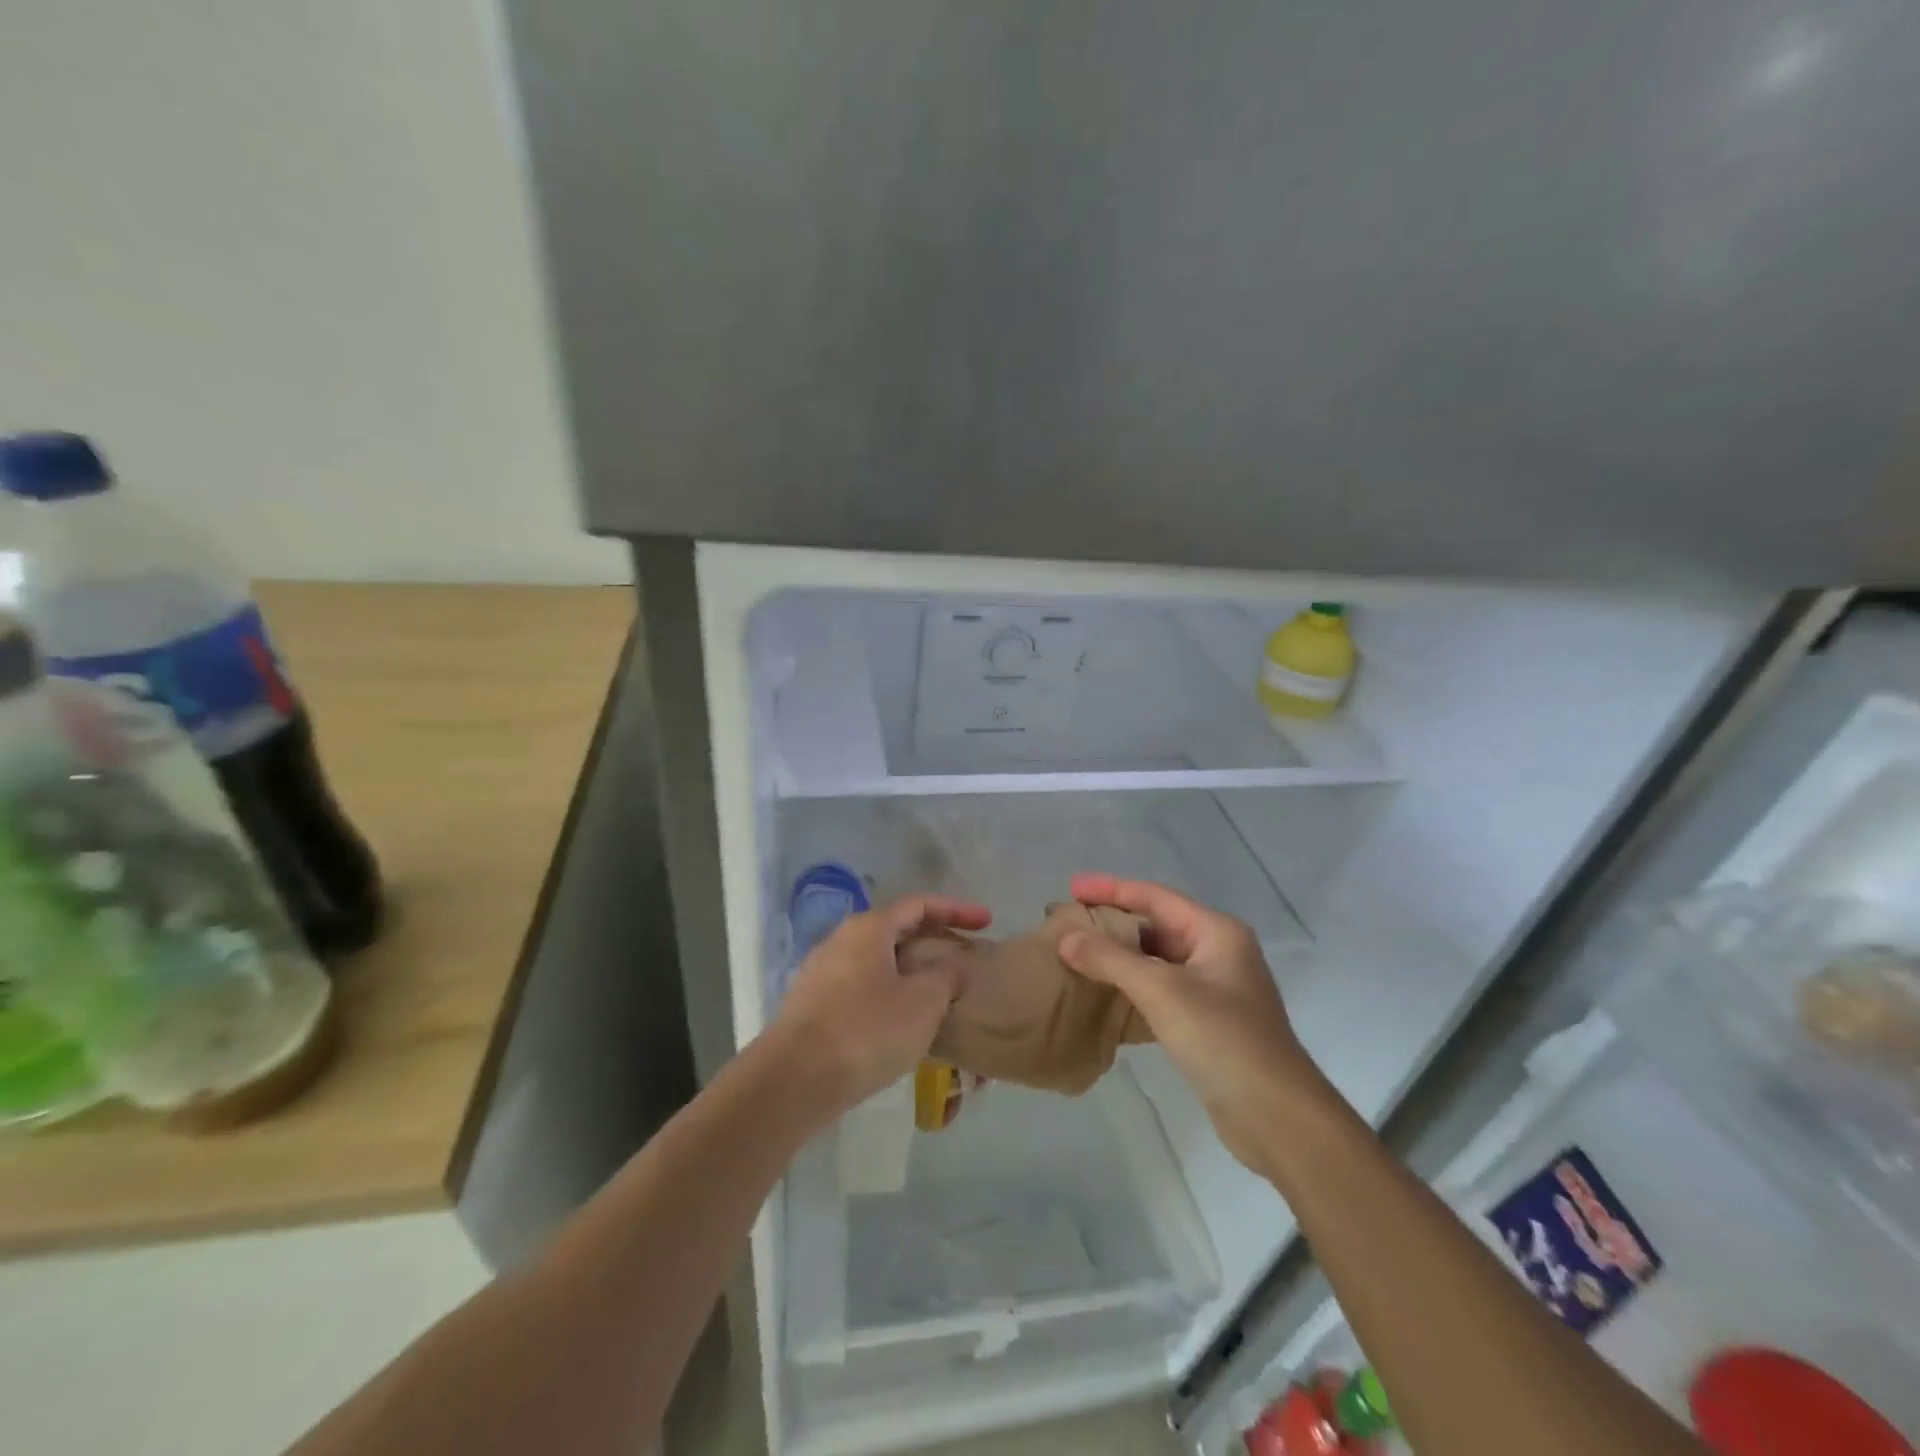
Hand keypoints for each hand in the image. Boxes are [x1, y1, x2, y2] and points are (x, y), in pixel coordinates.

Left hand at [771, 894, 990, 1114]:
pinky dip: (891, 993)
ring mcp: (822, 974)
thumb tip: (953, 965)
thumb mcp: (922, 1002)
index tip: (987, 922)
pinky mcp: (812, 1007)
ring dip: (913, 971)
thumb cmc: (866, 1031)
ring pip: (879, 961)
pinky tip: (905, 1021)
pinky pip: (862, 988)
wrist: (793, 1081)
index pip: (919, 904)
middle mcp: (841, 941)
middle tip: (966, 959)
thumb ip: (946, 976)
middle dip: (935, 941)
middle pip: (897, 930)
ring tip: (941, 992)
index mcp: (868, 928)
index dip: (956, 910)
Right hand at [1058, 874, 1329, 1174]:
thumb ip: (1111, 960)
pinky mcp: (1206, 1021)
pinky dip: (1130, 985)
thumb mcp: (1163, 992)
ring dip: (1117, 955)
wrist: (1277, 1118)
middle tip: (1067, 921)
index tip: (1071, 886)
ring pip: (1156, 959)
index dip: (1110, 888)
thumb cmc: (1224, 1040)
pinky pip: (1159, 989)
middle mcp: (1217, 952)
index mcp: (1216, 932)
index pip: (1154, 896)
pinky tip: (1101, 992)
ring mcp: (1213, 988)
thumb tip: (1066, 938)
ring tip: (1075, 953)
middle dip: (1111, 922)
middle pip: (1155, 924)